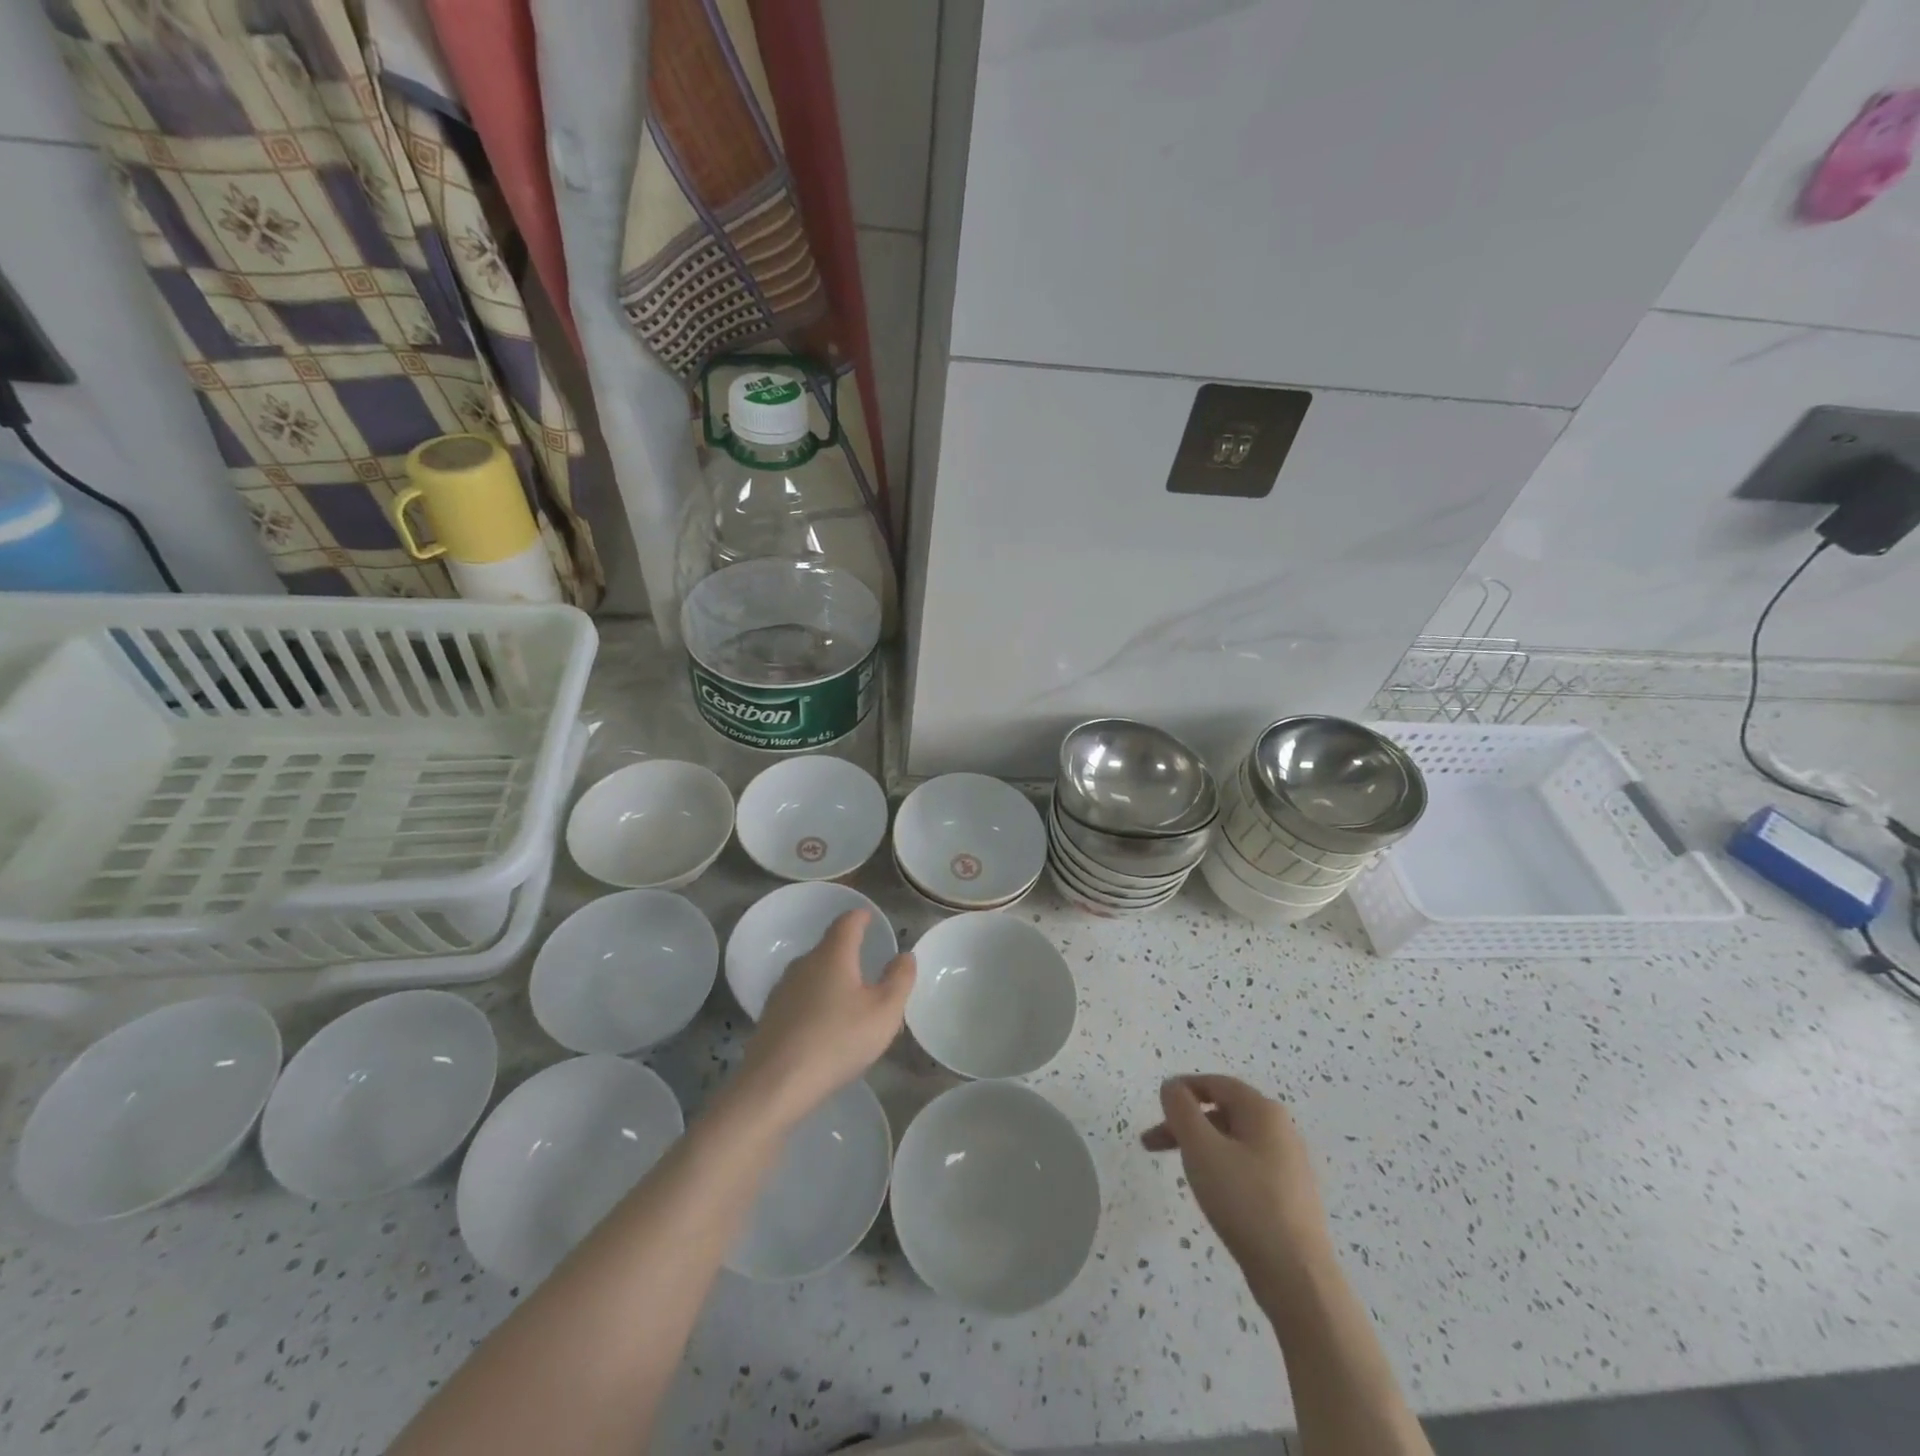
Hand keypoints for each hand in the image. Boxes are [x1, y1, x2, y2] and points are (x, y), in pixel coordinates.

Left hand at [738, 910, 914, 1125]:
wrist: (775, 1084)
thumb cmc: (837, 1040)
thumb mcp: (884, 1011)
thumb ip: (899, 979)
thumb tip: (904, 956)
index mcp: (833, 955)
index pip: (847, 922)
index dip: (860, 917)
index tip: (869, 918)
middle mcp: (804, 963)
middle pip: (830, 948)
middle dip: (850, 955)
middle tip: (871, 975)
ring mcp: (783, 990)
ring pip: (814, 975)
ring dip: (833, 982)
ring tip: (851, 1005)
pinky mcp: (771, 1016)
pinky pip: (801, 999)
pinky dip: (817, 1003)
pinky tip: (825, 1028)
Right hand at [1142, 1075, 1331, 1281]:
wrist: (1297, 1278)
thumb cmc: (1245, 1202)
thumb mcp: (1201, 1148)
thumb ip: (1181, 1110)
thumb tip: (1172, 1086)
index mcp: (1263, 1111)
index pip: (1215, 1083)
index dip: (1182, 1089)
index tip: (1156, 1108)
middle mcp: (1281, 1130)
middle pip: (1223, 1111)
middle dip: (1185, 1123)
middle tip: (1152, 1144)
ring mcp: (1288, 1164)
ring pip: (1233, 1140)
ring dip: (1200, 1146)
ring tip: (1179, 1170)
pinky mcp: (1289, 1196)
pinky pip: (1246, 1166)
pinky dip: (1221, 1168)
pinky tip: (1212, 1193)